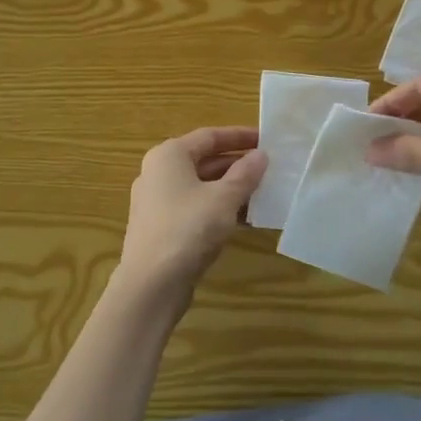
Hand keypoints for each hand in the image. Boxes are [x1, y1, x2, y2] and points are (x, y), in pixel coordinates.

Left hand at [116, 126, 267, 304]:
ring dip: (230, 188)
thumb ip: (245, 174)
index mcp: (169, 156)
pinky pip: (195, 208)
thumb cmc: (188, 229)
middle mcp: (158, 173)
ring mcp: (157, 202)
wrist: (151, 284)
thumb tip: (260, 155)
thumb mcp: (224, 198)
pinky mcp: (162, 228)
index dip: (239, 136)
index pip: (209, 136)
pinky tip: (244, 220)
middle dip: (237, 164)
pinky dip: (218, 209)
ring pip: (201, 186)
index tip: (266, 140)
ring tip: (263, 193)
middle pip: (204, 160)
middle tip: (269, 168)